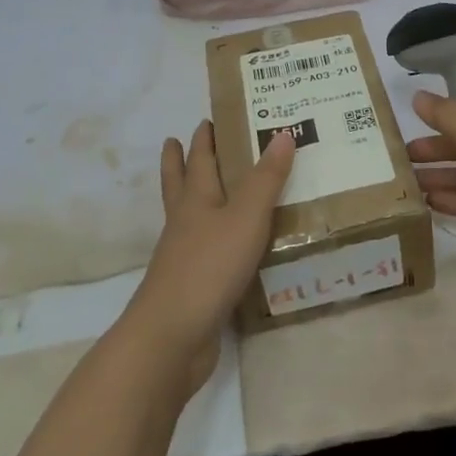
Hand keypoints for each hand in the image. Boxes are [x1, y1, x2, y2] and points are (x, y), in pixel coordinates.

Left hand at [120, 121, 293, 394]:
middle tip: (176, 140)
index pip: (199, 160)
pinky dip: (211, 241)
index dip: (203, 139)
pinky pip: (203, 253)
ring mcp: (183, 257)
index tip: (207, 119)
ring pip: (187, 218)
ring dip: (192, 200)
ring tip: (205, 190)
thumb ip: (267, 179)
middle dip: (179, 162)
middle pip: (179, 185)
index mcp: (196, 200)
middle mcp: (184, 223)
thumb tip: (283, 133)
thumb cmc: (209, 266)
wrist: (172, 336)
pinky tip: (226, 247)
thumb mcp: (246, 217)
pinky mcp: (191, 287)